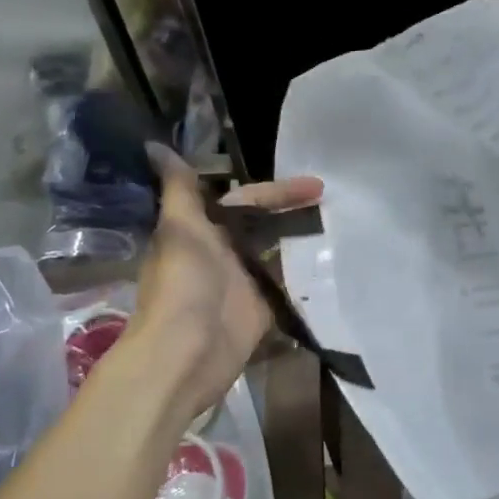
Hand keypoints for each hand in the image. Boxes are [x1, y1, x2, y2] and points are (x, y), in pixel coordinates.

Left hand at [117, 144, 322, 424]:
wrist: (185, 353)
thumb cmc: (183, 286)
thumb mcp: (180, 230)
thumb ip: (179, 190)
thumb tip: (155, 145)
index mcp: (204, 231)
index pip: (247, 200)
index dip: (279, 191)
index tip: (316, 185)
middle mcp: (225, 253)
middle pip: (266, 224)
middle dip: (296, 212)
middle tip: (336, 204)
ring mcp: (244, 282)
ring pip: (277, 253)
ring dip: (303, 240)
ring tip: (343, 229)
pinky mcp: (261, 310)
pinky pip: (286, 287)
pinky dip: (305, 276)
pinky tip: (332, 265)